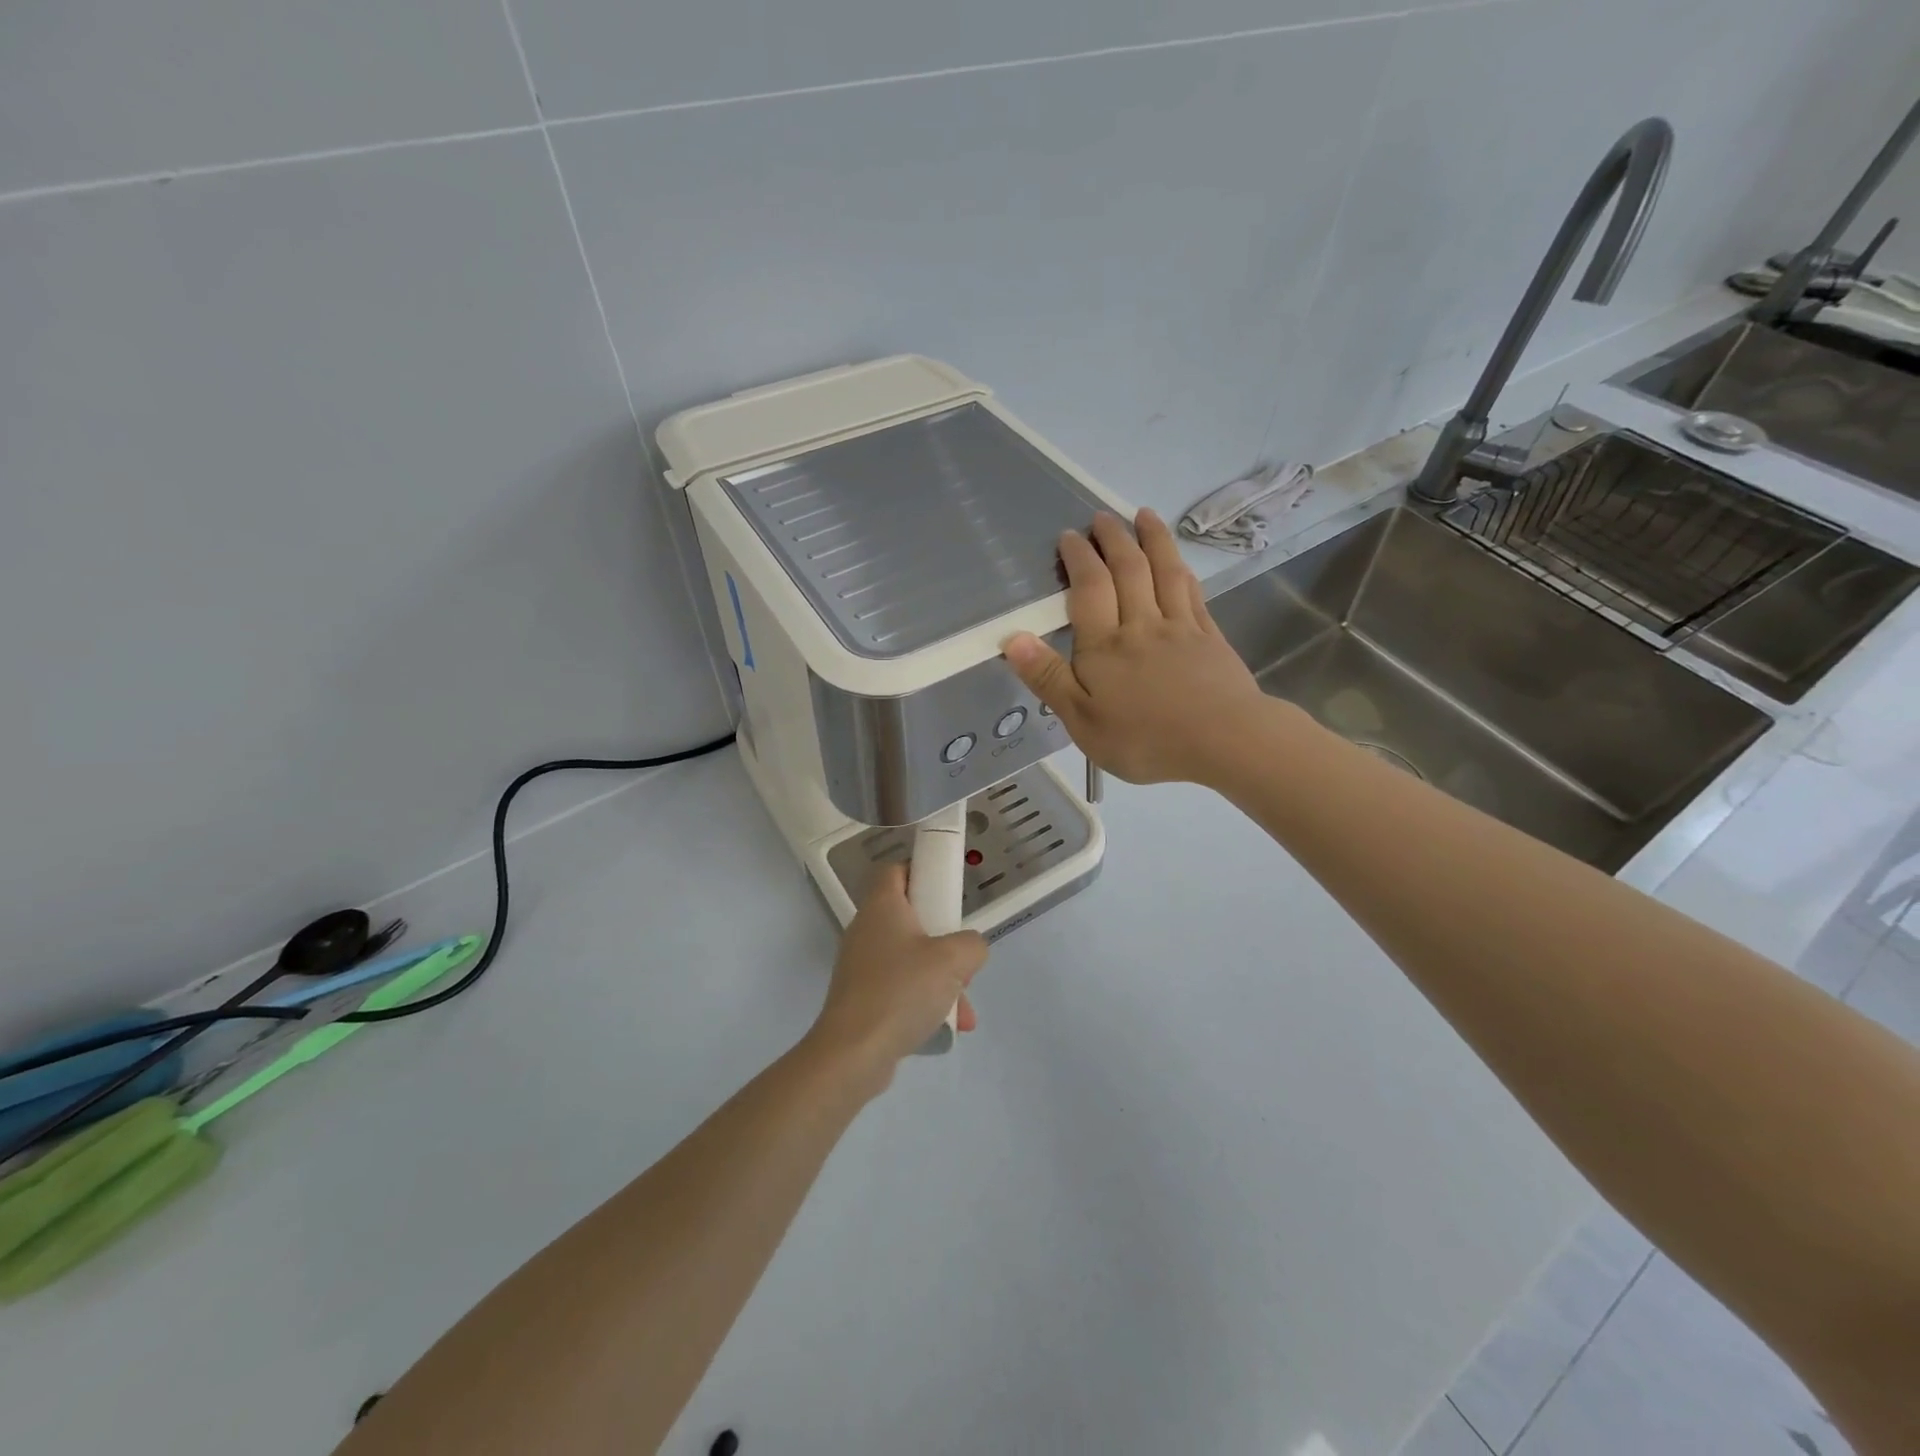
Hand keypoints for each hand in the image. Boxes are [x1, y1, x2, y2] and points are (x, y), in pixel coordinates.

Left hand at [807, 865, 988, 1082]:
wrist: (853, 1054)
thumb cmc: (902, 991)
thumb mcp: (953, 960)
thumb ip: (972, 944)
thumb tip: (969, 949)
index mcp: (882, 907)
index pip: (895, 870)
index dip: (921, 871)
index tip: (948, 890)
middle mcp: (867, 930)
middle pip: (910, 917)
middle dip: (944, 939)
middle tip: (962, 958)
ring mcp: (861, 966)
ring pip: (910, 958)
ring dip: (941, 978)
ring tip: (964, 1009)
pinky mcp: (861, 998)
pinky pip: (901, 988)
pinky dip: (924, 1001)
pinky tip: (946, 1027)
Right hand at [1004, 509, 1272, 787]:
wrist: (1223, 741)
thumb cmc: (1144, 739)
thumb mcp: (1082, 720)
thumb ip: (1048, 678)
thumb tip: (1014, 638)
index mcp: (1105, 645)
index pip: (1089, 588)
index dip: (1079, 558)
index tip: (1070, 536)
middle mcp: (1141, 624)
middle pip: (1127, 569)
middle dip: (1113, 539)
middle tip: (1102, 517)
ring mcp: (1180, 627)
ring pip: (1164, 572)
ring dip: (1153, 539)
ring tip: (1144, 515)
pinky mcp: (1210, 637)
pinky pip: (1193, 593)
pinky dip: (1182, 571)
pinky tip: (1179, 563)